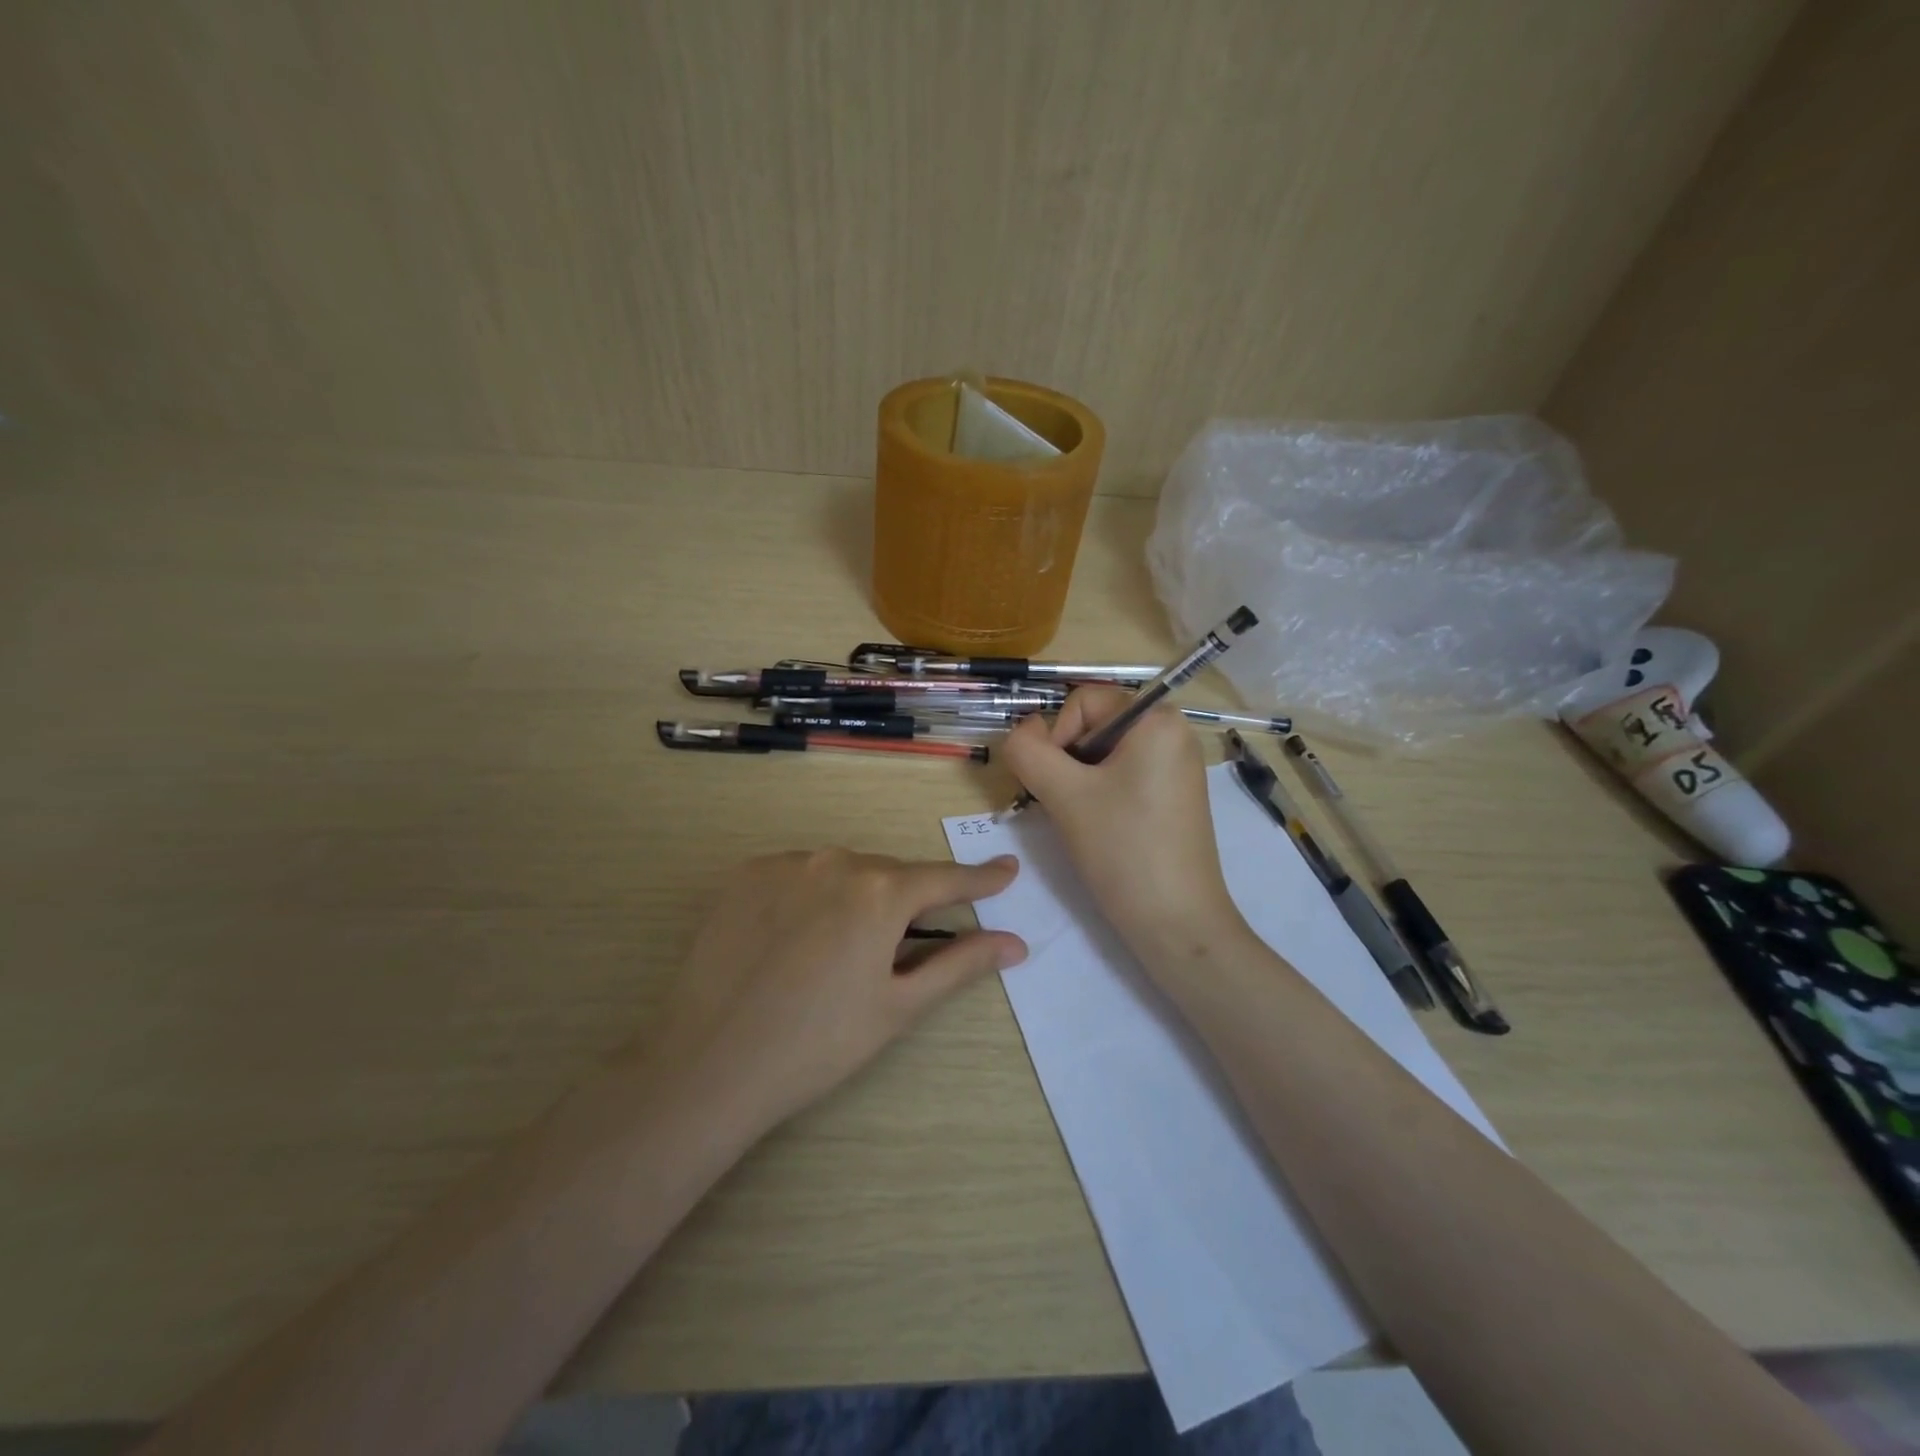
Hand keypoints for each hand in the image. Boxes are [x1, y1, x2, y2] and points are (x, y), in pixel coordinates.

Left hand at [643, 850, 1026, 1131]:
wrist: (708, 1064)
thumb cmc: (817, 1043)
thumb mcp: (898, 1006)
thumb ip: (961, 965)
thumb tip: (1015, 943)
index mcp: (881, 892)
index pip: (945, 878)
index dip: (980, 879)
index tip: (1007, 870)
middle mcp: (836, 860)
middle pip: (890, 875)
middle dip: (907, 903)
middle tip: (902, 948)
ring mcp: (786, 863)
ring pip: (843, 872)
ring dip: (857, 898)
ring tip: (838, 953)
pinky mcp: (746, 874)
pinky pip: (799, 874)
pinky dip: (813, 896)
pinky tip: (795, 940)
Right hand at [1000, 687, 1243, 959]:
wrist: (1176, 923)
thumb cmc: (1123, 849)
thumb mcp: (1064, 794)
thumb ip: (1028, 751)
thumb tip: (1020, 730)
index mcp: (1157, 719)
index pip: (1083, 701)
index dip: (1057, 736)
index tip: (1056, 784)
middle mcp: (1173, 733)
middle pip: (1094, 725)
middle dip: (1067, 761)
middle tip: (1065, 805)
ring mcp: (1176, 766)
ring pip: (1103, 754)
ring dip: (1078, 780)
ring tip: (1081, 820)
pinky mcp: (1173, 796)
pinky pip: (1123, 775)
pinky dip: (1099, 794)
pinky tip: (1099, 827)